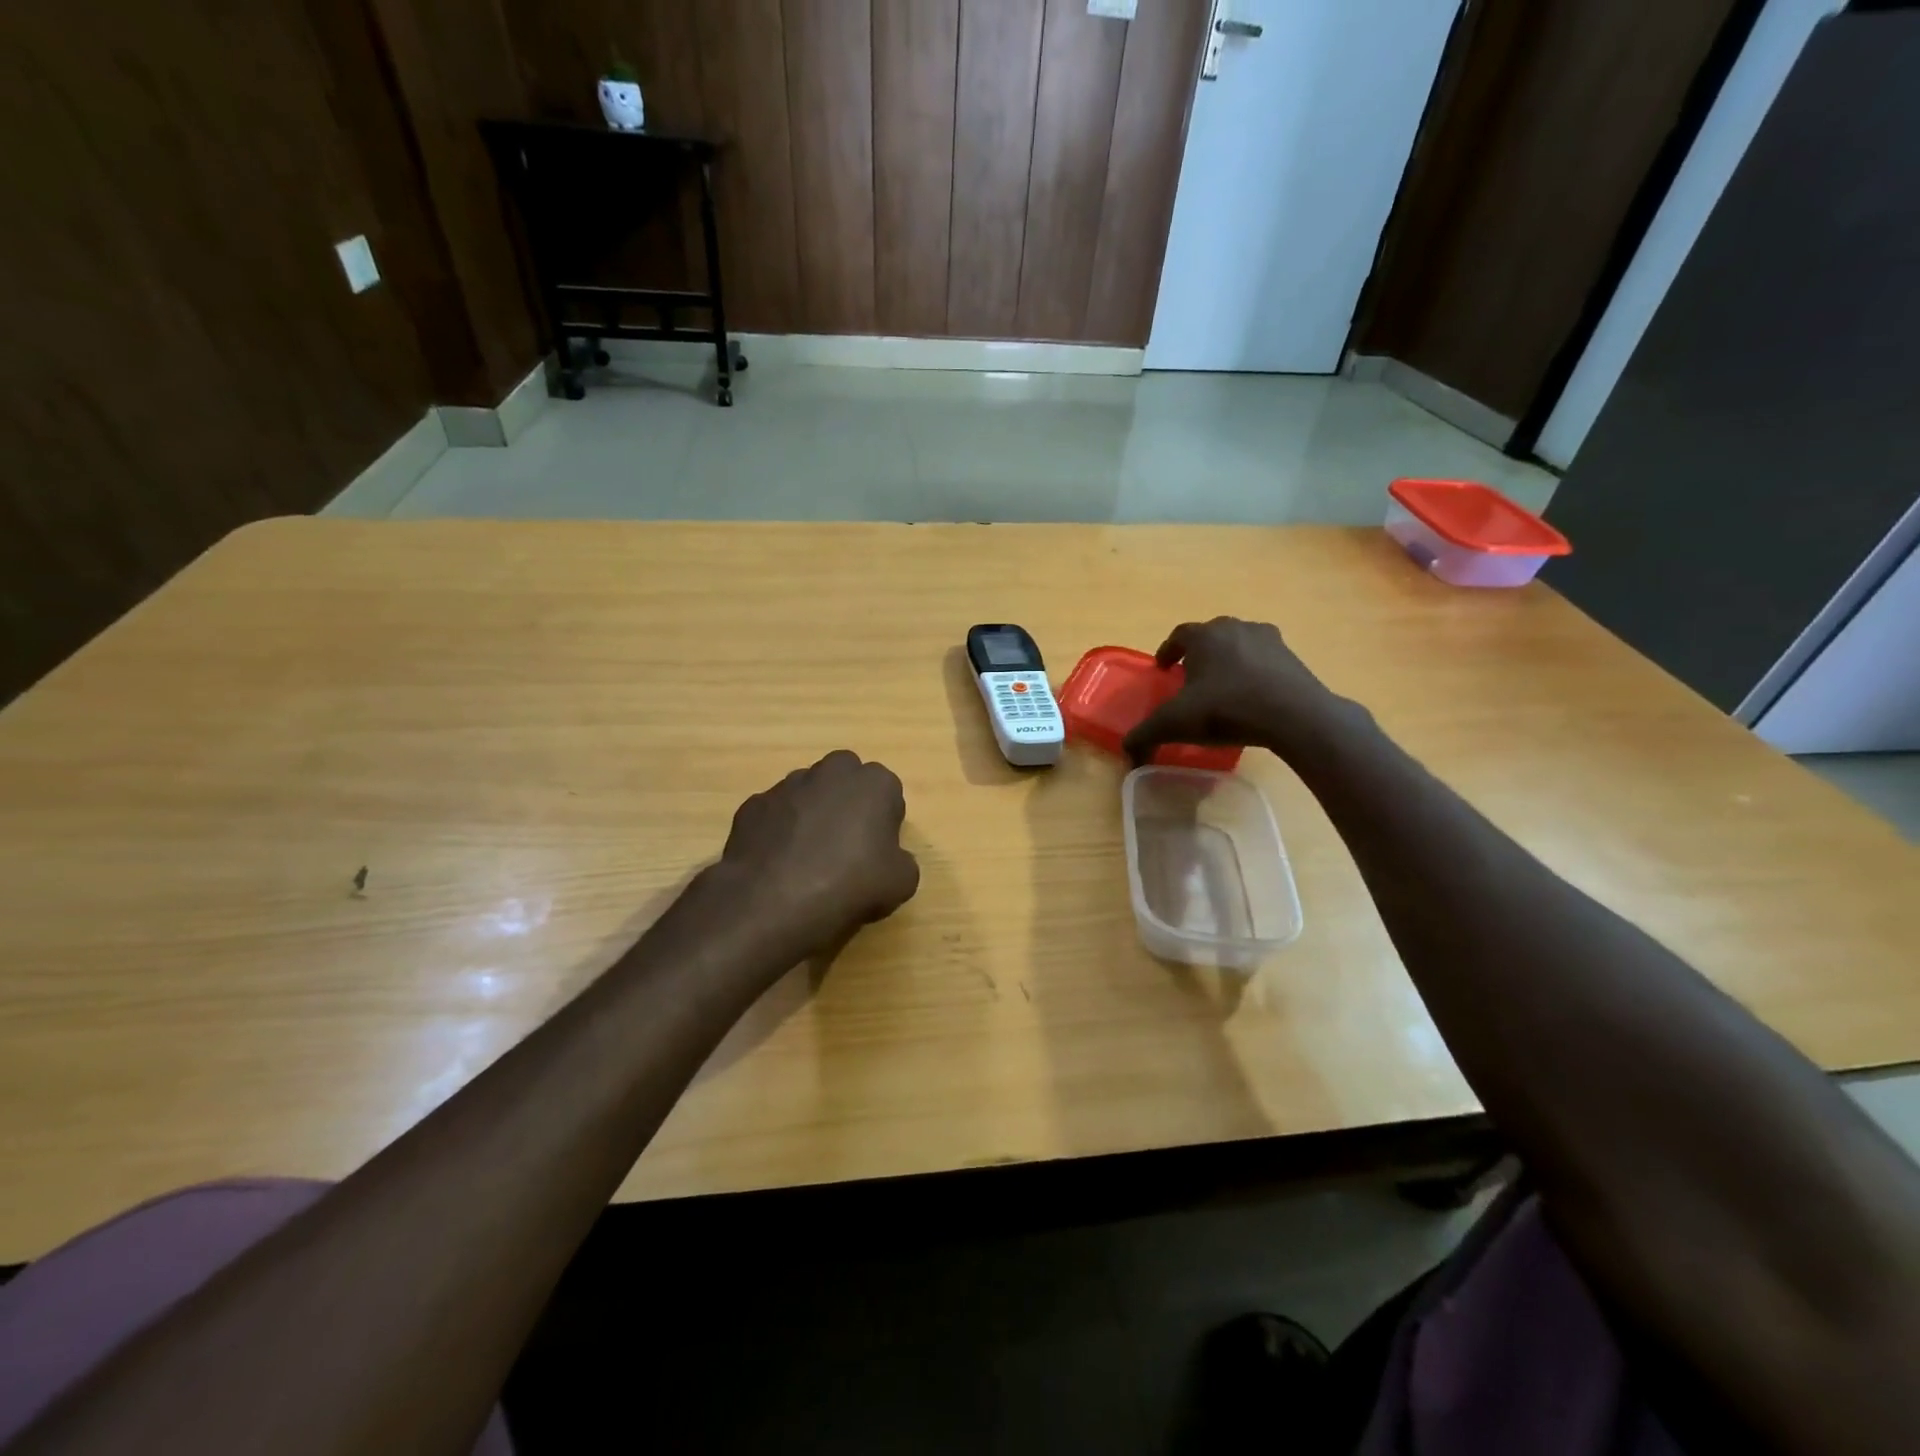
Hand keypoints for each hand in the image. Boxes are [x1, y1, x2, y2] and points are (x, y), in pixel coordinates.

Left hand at [715, 750, 920, 954]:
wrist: (771, 903)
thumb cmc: (849, 886)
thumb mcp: (901, 883)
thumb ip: (902, 860)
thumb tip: (889, 859)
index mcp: (874, 783)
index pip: (888, 793)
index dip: (885, 822)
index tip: (878, 851)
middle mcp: (830, 771)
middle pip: (846, 780)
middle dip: (847, 804)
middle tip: (847, 847)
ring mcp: (787, 785)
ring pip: (808, 793)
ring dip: (812, 814)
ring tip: (808, 859)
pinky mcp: (753, 804)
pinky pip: (775, 814)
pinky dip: (779, 831)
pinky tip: (778, 864)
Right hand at [1122, 618, 1345, 764]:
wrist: (1293, 715)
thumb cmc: (1225, 709)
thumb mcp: (1175, 724)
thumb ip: (1145, 735)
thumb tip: (1126, 752)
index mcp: (1204, 635)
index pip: (1178, 635)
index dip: (1168, 651)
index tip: (1163, 668)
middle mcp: (1234, 628)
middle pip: (1211, 636)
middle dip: (1199, 654)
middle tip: (1192, 678)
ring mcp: (1268, 639)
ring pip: (1239, 645)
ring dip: (1228, 660)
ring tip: (1223, 686)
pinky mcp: (1292, 657)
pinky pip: (1265, 660)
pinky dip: (1255, 672)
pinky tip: (1252, 696)